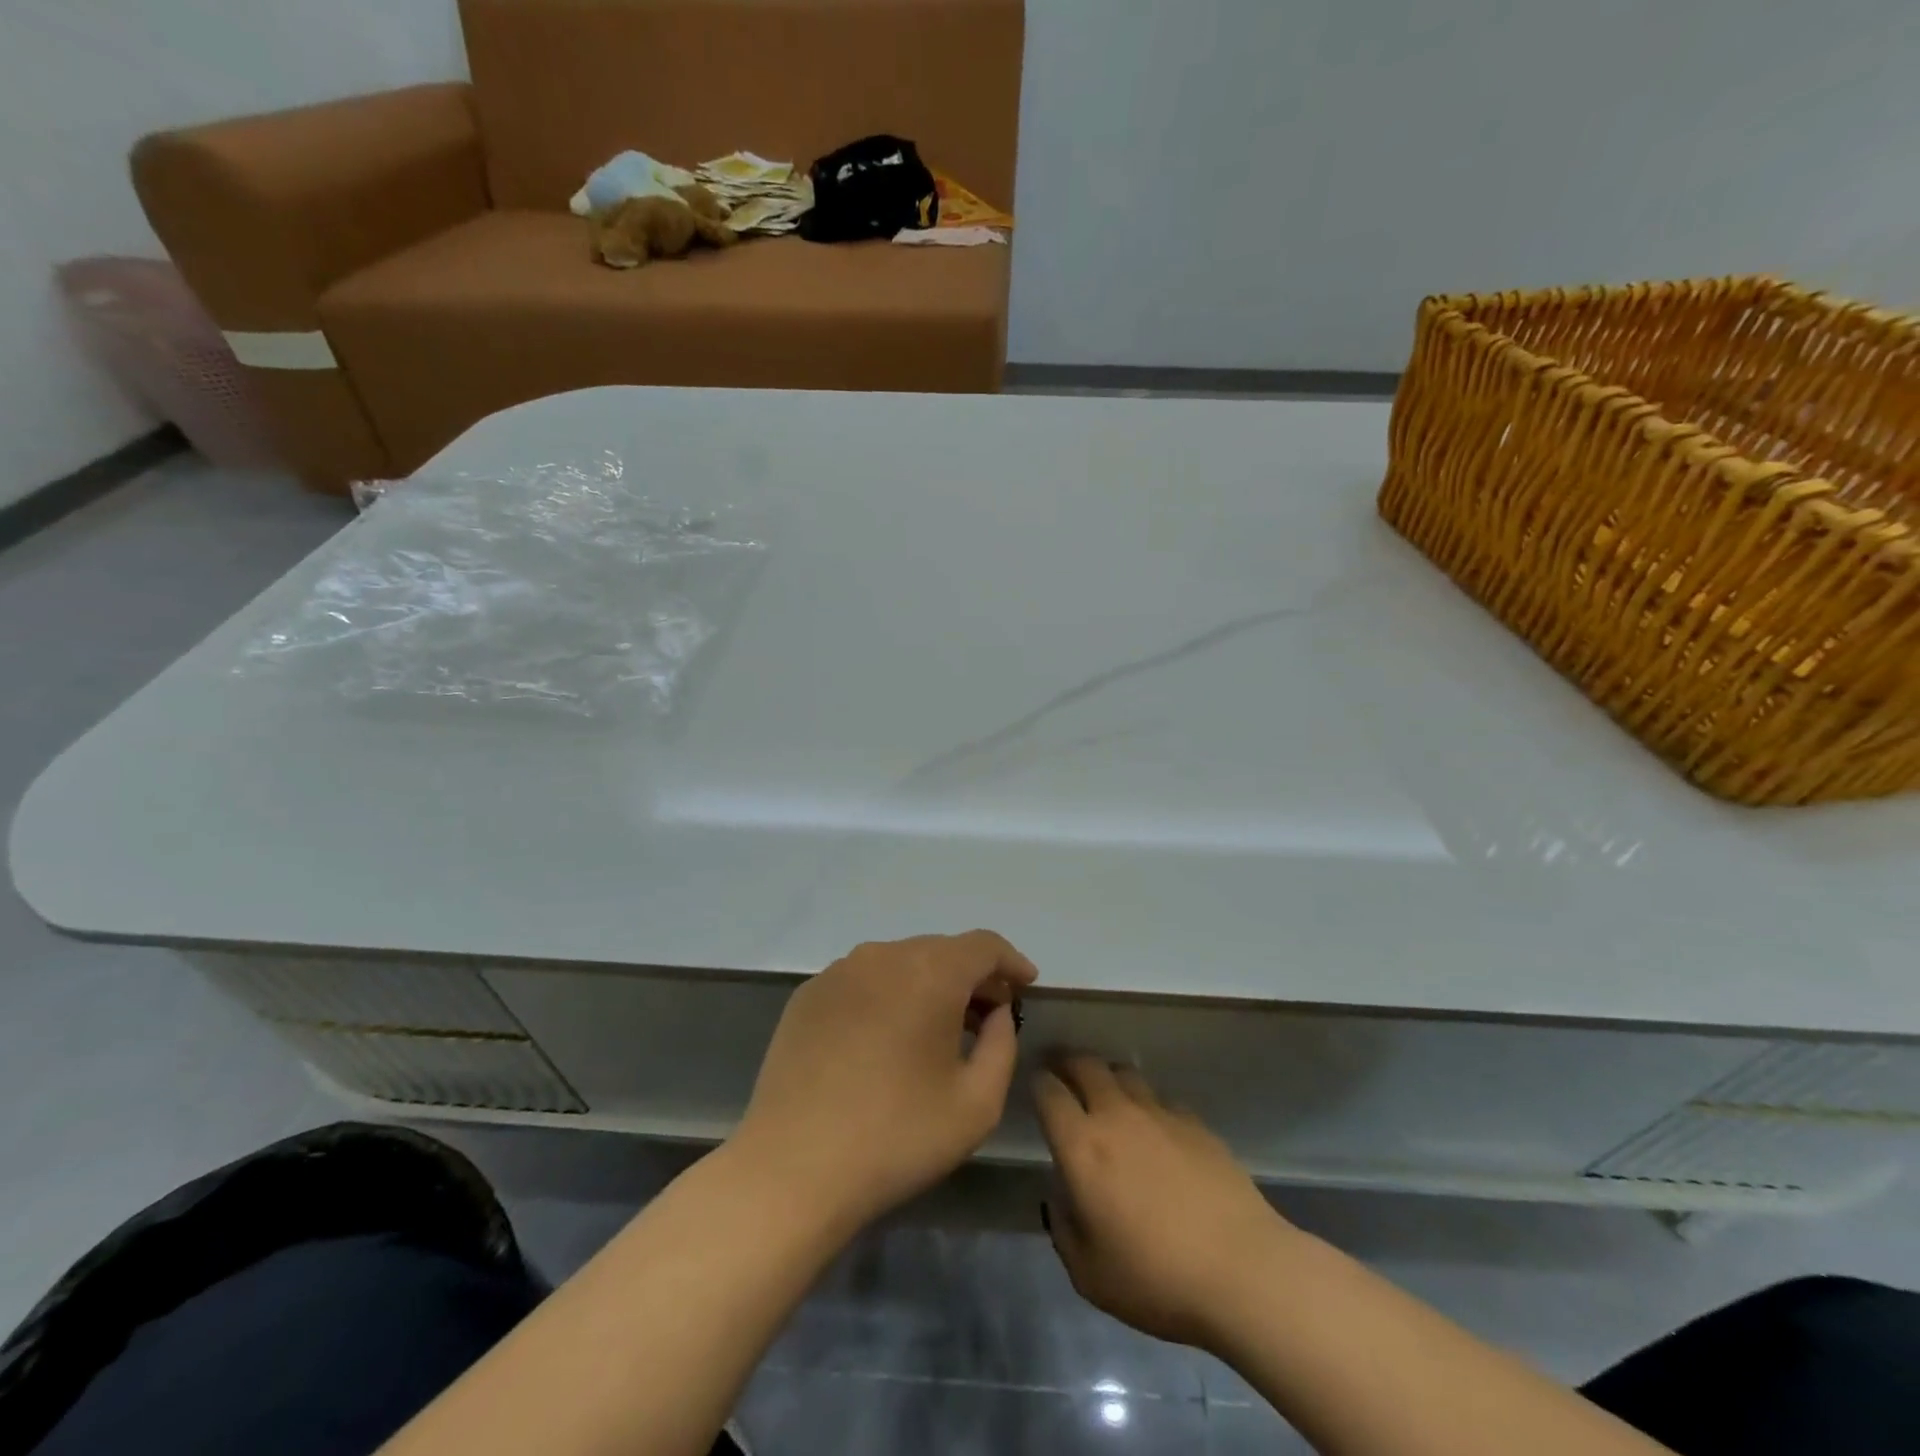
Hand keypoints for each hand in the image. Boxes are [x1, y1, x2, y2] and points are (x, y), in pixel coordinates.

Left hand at [730, 931, 1037, 1232]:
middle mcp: (883, 955)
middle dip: (971, 976)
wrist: (793, 1168)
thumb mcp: (977, 1103)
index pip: (983, 945)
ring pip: (900, 962)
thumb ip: (1001, 1044)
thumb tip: (995, 1013)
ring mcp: (839, 971)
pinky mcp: (808, 994)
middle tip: (988, 1015)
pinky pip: (863, 980)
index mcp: (929, 972)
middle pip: (941, 950)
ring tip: (938, 1029)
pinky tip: (885, 1039)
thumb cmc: (897, 1136)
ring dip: (928, 985)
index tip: (1026, 986)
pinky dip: (888, 996)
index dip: (1011, 962)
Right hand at [1036, 1057, 1291, 1350]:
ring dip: (1107, 1076)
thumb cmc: (1156, 1278)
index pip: (1048, 1091)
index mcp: (1082, 1146)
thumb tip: (1062, 1197)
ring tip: (1105, 1093)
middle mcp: (1116, 1115)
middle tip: (1061, 1069)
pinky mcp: (1196, 1123)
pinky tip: (1155, 1130)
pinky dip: (1148, 1104)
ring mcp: (1160, 1114)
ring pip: (1124, 1072)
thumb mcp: (1088, 1274)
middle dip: (1067, 1061)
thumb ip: (1063, 1228)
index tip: (1035, 1086)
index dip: (1037, 1083)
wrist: (1242, 1270)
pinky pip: (1161, 1099)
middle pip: (1085, 1064)